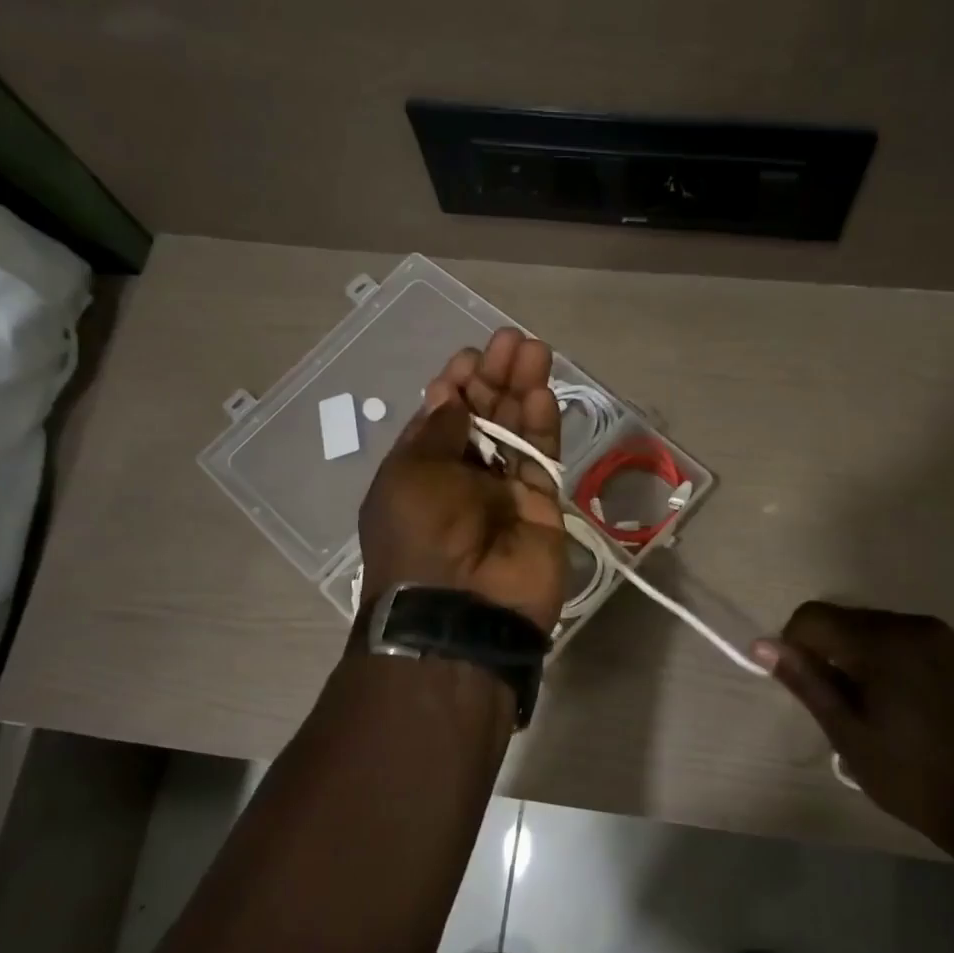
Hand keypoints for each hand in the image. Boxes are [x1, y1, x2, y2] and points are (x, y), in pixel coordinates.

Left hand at [359, 328, 566, 632]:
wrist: (463, 611)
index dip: (456, 385)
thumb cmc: (421, 536)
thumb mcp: (410, 475)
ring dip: (523, 390)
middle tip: (511, 341)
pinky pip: (541, 458)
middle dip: (494, 378)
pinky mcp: (542, 505)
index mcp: (421, 472)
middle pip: (483, 417)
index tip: (470, 357)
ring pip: (517, 431)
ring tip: (534, 350)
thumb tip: (453, 395)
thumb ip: (439, 431)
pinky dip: (543, 425)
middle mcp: (462, 478)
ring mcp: (504, 491)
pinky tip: (542, 391)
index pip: (442, 418)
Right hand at [755, 603, 953, 848]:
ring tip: (880, 708)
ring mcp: (953, 639)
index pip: (814, 617)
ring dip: (868, 656)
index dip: (795, 644)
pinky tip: (917, 707)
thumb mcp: (849, 735)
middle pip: (851, 620)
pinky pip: (920, 643)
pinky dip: (903, 662)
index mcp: (883, 642)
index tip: (806, 685)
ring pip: (886, 630)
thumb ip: (807, 682)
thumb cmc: (914, 778)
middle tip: (842, 704)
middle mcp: (918, 626)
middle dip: (833, 651)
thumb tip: (762, 644)